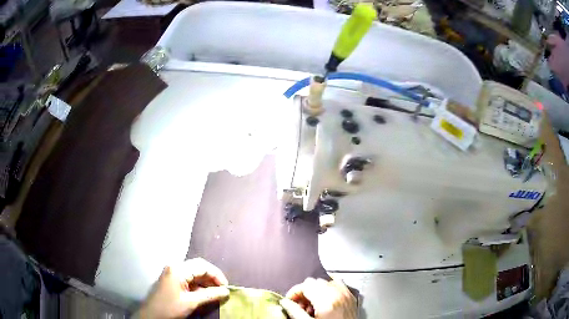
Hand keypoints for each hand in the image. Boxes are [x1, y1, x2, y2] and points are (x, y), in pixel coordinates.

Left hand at [135, 258, 229, 318]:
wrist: (151, 315)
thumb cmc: (170, 308)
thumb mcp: (191, 302)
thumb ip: (209, 295)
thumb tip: (226, 291)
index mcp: (178, 269)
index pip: (202, 265)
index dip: (217, 275)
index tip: (226, 288)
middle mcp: (175, 267)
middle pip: (198, 267)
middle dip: (212, 278)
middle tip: (222, 290)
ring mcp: (172, 273)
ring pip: (194, 273)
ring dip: (206, 282)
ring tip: (216, 293)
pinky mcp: (171, 280)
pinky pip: (188, 279)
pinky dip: (198, 285)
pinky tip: (204, 294)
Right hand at [280, 277, 356, 318]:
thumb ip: (295, 312)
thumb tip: (285, 303)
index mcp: (326, 301)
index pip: (305, 285)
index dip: (294, 292)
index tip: (289, 300)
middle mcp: (338, 294)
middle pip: (315, 282)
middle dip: (304, 292)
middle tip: (300, 305)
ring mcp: (346, 294)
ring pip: (326, 282)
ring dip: (316, 291)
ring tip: (312, 305)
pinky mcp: (351, 297)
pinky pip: (338, 284)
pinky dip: (329, 289)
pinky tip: (325, 300)